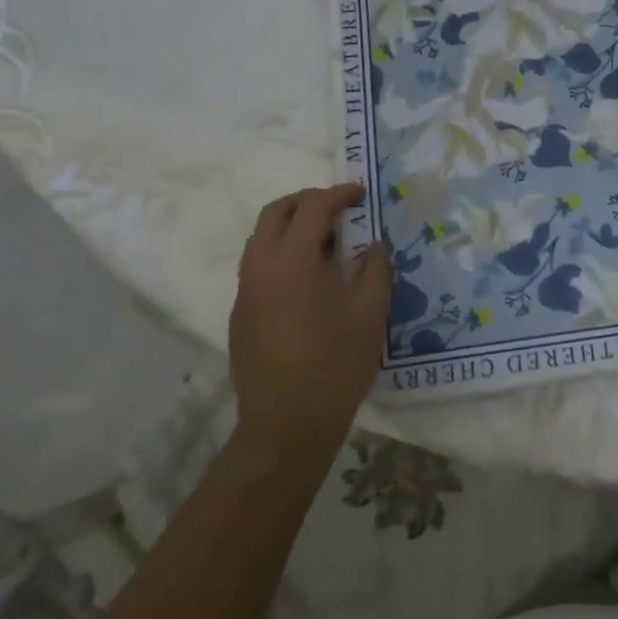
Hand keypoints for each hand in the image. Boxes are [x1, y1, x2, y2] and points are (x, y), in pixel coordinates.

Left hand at [229, 184, 391, 457]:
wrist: (286, 425)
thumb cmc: (336, 363)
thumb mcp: (370, 313)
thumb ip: (376, 269)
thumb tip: (375, 243)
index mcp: (293, 259)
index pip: (313, 207)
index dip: (339, 194)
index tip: (361, 194)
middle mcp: (261, 266)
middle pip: (275, 213)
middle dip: (307, 201)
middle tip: (338, 208)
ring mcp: (246, 292)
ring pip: (261, 239)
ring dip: (291, 227)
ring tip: (326, 242)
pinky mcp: (241, 315)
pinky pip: (258, 267)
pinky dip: (281, 255)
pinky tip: (309, 280)